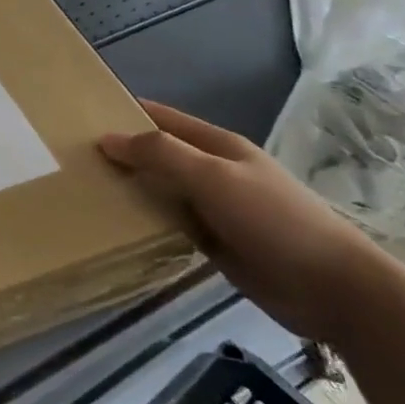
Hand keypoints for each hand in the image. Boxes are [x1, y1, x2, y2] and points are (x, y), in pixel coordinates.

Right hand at [100, 99, 398, 343]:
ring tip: (82, 190)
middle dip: (120, 152)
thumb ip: (161, 154)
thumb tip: (106, 138)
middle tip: (70, 159)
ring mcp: (215, 207)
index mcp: (217, 145)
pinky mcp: (215, 242)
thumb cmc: (274, 221)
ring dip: (130, 188)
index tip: (79, 118)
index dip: (124, 113)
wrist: (334, 290)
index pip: (160, 118)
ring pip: (161, 189)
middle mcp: (213, 171)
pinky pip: (170, 223)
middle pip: (158, 154)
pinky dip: (145, 220)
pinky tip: (116, 225)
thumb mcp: (213, 178)